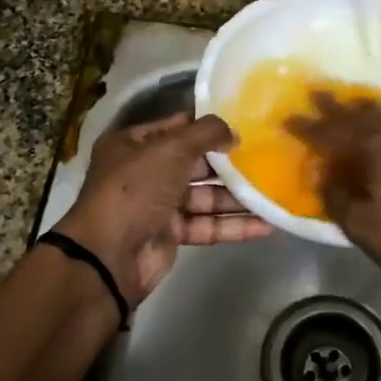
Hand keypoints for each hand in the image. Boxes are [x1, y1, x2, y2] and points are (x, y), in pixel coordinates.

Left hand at [54, 112, 270, 305]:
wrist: (108, 256)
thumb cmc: (135, 189)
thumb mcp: (170, 149)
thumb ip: (205, 134)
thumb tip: (234, 132)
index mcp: (134, 144)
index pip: (177, 127)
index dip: (208, 126)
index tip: (245, 125)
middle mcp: (144, 171)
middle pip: (194, 163)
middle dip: (227, 164)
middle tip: (266, 158)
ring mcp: (157, 205)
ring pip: (203, 197)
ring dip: (235, 197)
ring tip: (272, 193)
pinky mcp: (170, 235)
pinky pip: (206, 225)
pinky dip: (232, 225)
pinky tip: (265, 224)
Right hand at [288, 93, 380, 302]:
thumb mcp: (366, 229)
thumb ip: (339, 200)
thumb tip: (325, 178)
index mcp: (374, 149)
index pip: (331, 132)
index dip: (308, 126)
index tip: (288, 117)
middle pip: (360, 114)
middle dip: (335, 105)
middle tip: (316, 91)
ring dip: (366, 109)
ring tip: (352, 102)